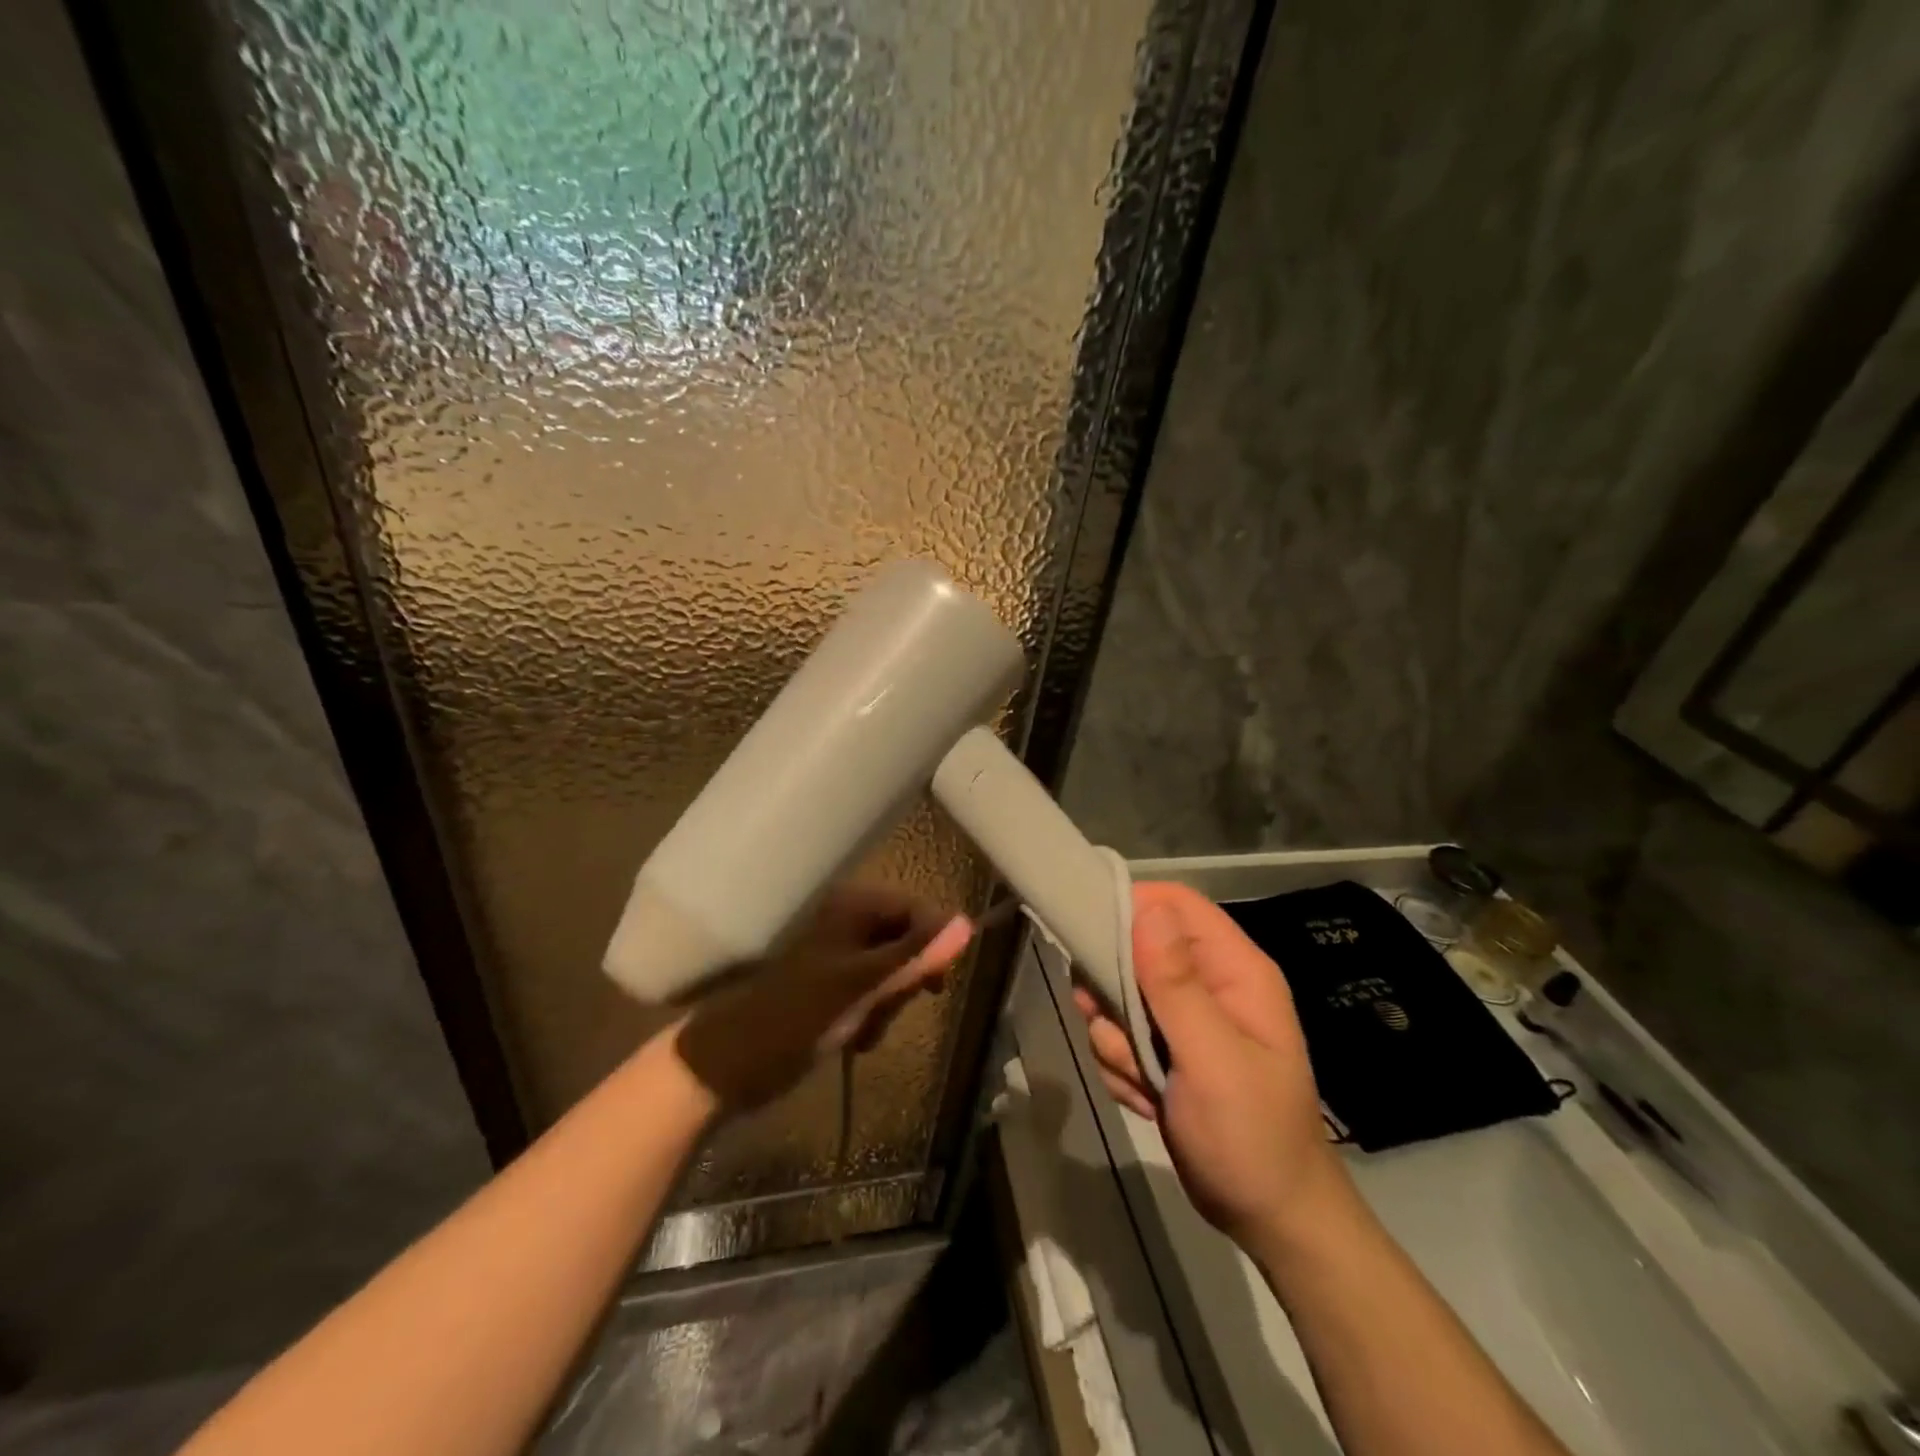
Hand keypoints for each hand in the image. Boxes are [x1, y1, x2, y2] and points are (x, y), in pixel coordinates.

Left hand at [669, 883, 973, 1113]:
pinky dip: (873, 1016)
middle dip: (903, 984)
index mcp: (853, 905)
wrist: (732, 1064)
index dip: (933, 946)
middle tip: (887, 1010)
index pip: (918, 911)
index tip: (936, 987)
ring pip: (894, 973)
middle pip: (908, 943)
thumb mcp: (862, 984)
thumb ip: (916, 953)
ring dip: (888, 1006)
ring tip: (864, 1031)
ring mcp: (841, 954)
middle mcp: (849, 920)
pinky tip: (855, 1038)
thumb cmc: (797, 1016)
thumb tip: (967, 923)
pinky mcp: (834, 984)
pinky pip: (875, 993)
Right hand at [1073, 881, 1354, 1251]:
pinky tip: (1146, 1100)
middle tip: (1111, 1026)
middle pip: (1136, 947)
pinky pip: (1118, 1035)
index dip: (1130, 907)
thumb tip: (1146, 907)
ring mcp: (1184, 1019)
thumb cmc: (1251, 1136)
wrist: (1269, 1220)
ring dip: (1116, 1038)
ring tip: (1144, 1079)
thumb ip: (1176, 983)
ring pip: (1119, 996)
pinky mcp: (1165, 1050)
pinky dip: (1121, 1066)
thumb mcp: (1212, 1058)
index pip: (1176, 904)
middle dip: (1113, 991)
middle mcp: (1208, 984)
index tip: (1090, 936)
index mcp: (1234, 970)